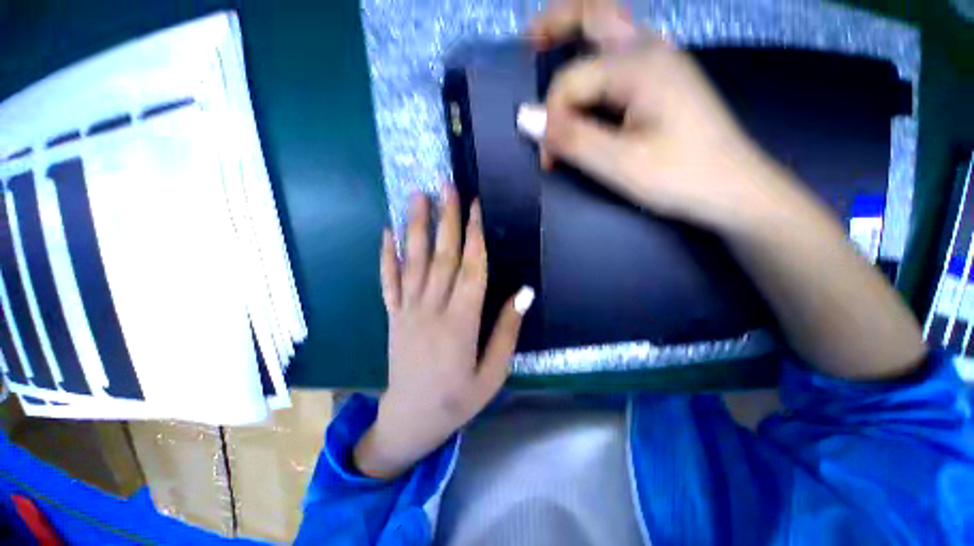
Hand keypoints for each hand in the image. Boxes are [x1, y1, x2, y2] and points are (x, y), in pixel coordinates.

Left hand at [354, 187, 533, 479]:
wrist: (411, 421)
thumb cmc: (458, 399)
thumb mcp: (493, 373)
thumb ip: (507, 331)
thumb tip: (524, 293)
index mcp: (461, 324)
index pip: (471, 269)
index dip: (475, 236)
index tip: (476, 207)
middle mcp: (432, 310)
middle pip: (442, 257)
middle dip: (447, 219)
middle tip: (448, 186)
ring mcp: (407, 311)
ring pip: (413, 262)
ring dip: (416, 227)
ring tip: (418, 197)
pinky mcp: (392, 316)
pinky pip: (388, 281)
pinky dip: (387, 256)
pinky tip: (388, 233)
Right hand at [533, 0, 791, 230]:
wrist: (735, 189)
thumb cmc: (682, 177)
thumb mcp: (620, 164)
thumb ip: (572, 139)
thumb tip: (525, 119)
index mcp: (640, 67)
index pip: (570, 81)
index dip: (551, 119)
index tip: (549, 160)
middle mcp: (651, 51)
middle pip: (596, 13)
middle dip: (556, 24)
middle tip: (528, 41)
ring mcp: (662, 62)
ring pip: (611, 29)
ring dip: (576, 34)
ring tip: (546, 46)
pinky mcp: (664, 80)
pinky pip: (622, 52)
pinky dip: (595, 55)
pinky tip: (588, 74)